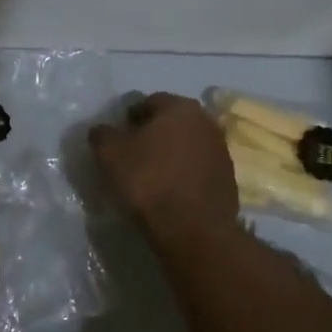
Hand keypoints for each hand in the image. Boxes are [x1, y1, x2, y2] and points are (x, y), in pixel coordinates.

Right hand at [89, 93, 238, 246]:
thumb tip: (103, 130)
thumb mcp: (109, 154)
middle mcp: (206, 121)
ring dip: (171, 154)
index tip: (117, 138)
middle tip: (132, 155)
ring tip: (151, 176)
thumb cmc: (148, 181)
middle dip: (152, 134)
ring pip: (187, 145)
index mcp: (179, 107)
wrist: (192, 229)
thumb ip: (102, 134)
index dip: (129, 118)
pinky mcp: (228, 179)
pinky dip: (184, 174)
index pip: (149, 102)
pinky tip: (170, 191)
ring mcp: (221, 151)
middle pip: (172, 122)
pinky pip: (198, 168)